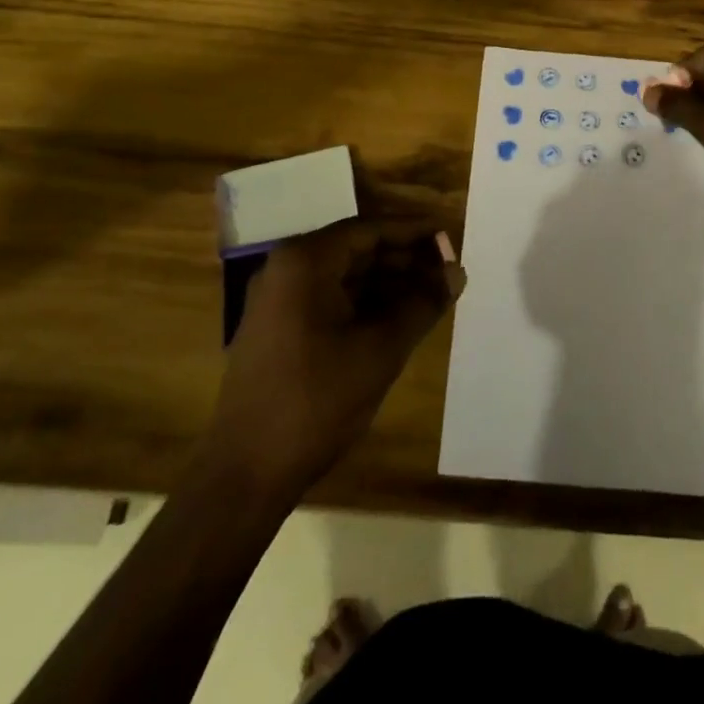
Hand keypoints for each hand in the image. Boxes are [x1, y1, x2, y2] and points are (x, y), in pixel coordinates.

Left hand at [207, 223, 463, 491]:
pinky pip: (327, 299)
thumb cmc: (316, 401)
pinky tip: (395, 319)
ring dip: (386, 283)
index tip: (449, 239)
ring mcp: (276, 300)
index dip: (413, 233)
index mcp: (305, 262)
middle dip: (403, 259)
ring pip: (342, 277)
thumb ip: (422, 303)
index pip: (369, 229)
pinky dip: (362, 304)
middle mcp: (285, 269)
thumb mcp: (380, 350)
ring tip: (430, 296)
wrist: (245, 474)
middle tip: (446, 271)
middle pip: (355, 250)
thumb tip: (457, 272)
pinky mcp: (275, 329)